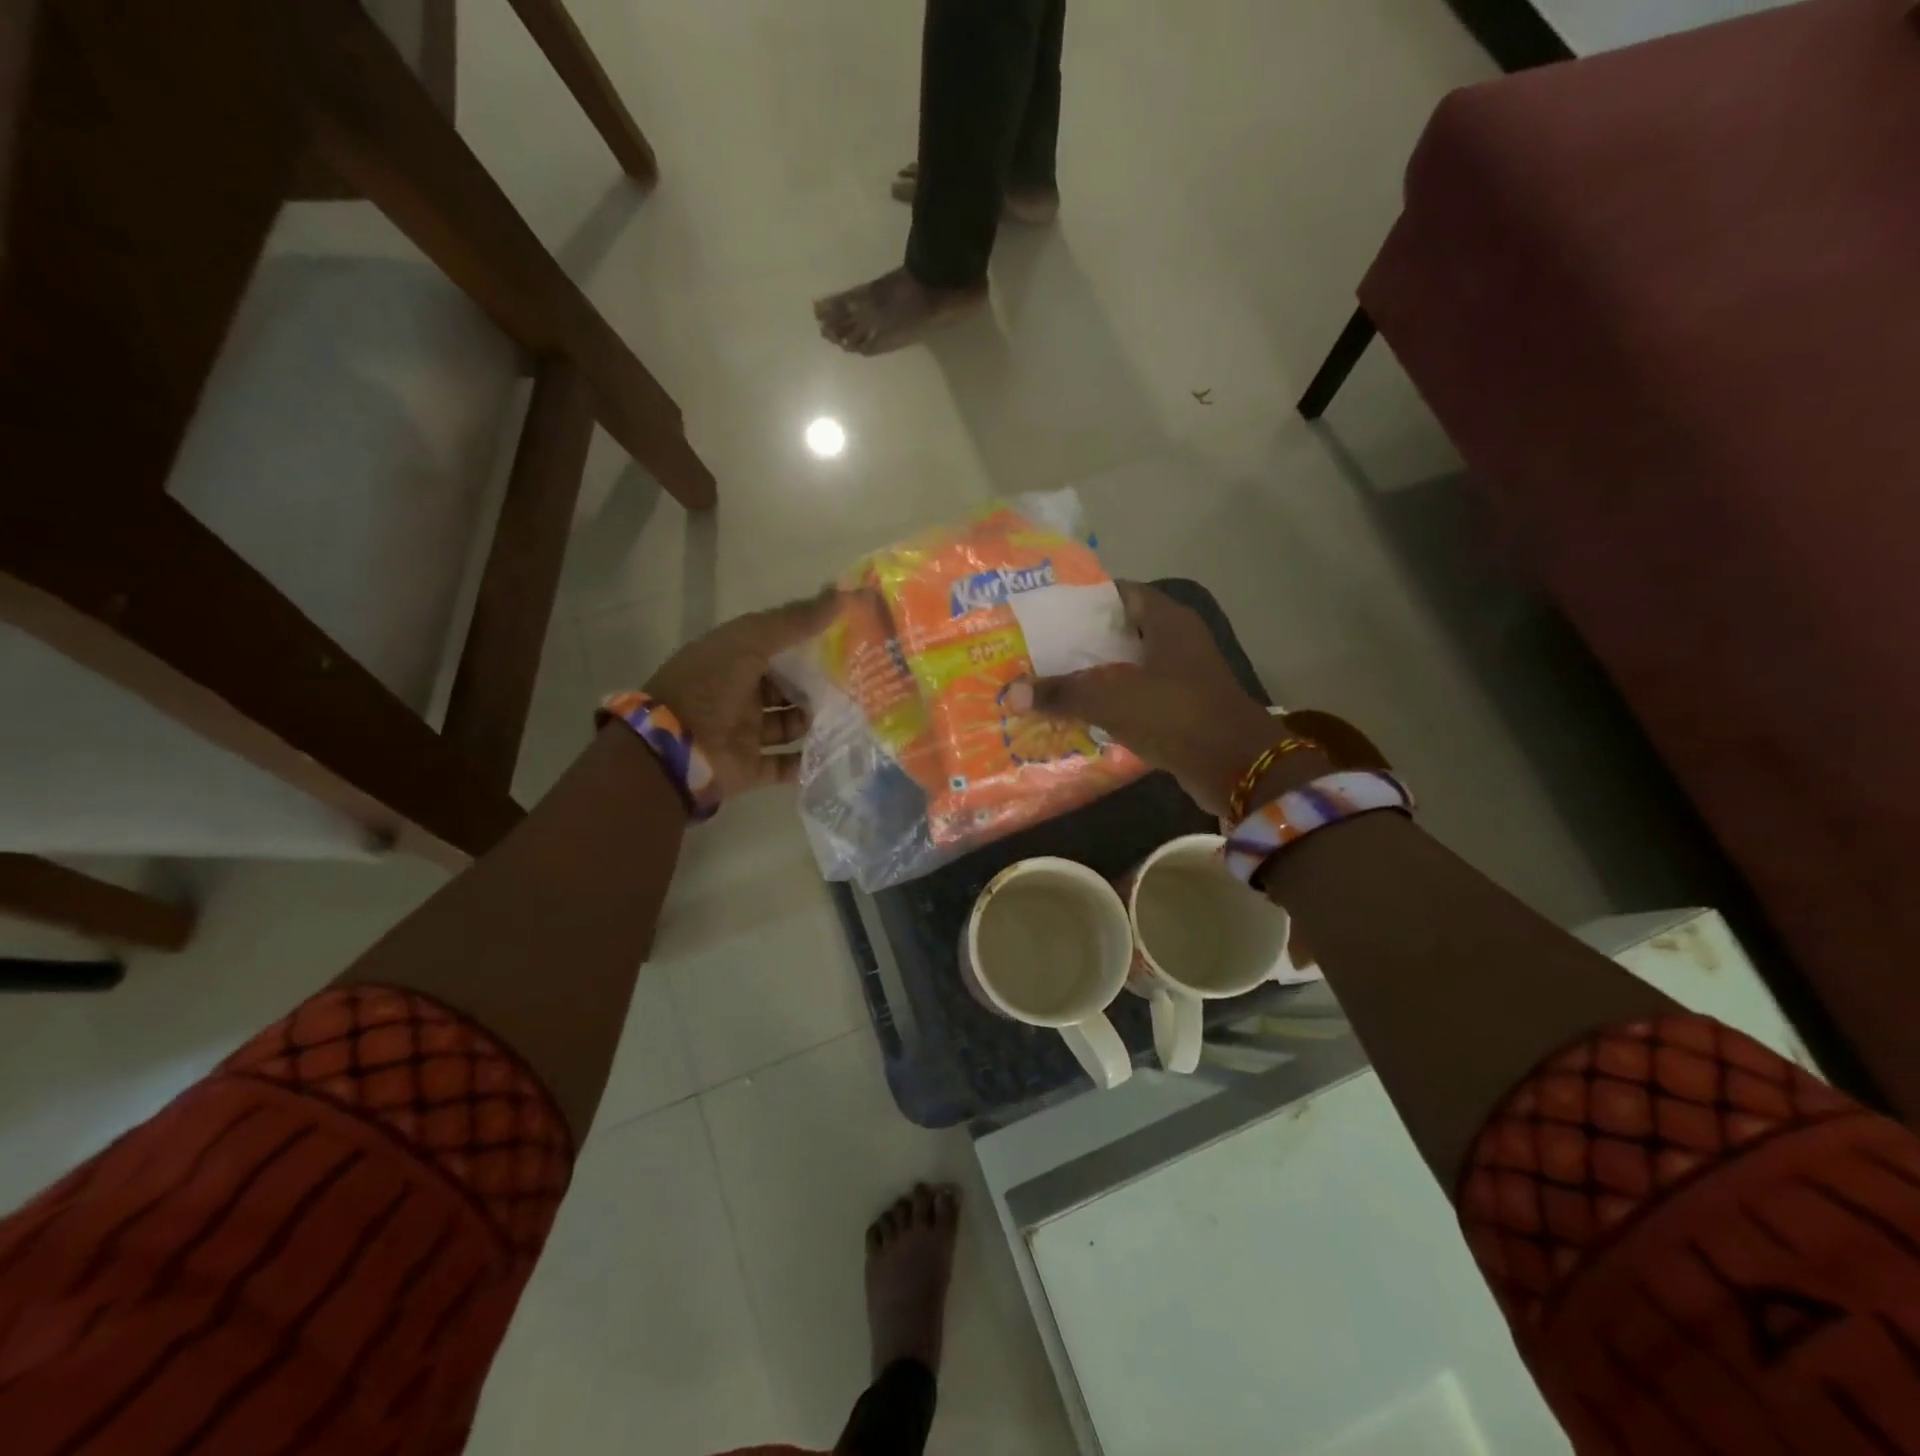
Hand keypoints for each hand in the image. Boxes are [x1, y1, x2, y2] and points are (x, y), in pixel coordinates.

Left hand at [642, 587, 843, 799]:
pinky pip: (785, 764)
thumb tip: (845, 594)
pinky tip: (839, 751)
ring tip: (855, 716)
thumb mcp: (750, 641)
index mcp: (732, 659)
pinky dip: (807, 761)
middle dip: (819, 684)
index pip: (777, 645)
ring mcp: (744, 732)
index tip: (848, 638)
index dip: (810, 640)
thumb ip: (795, 620)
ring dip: (816, 721)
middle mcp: (738, 694)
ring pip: (790, 724)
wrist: (672, 750)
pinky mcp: (750, 767)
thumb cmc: (708, 687)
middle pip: (787, 686)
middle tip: (860, 682)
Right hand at [1006, 582, 1291, 817]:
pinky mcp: (1183, 708)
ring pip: (1129, 666)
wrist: (1237, 767)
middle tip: (1038, 650)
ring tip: (1050, 681)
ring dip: (1096, 675)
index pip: (1119, 593)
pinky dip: (1113, 702)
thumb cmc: (1175, 715)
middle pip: (1120, 631)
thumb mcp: (1112, 699)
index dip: (1083, 600)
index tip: (1045, 613)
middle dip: (1081, 642)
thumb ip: (1062, 693)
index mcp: (1168, 621)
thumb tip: (1010, 693)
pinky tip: (1080, 714)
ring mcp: (1183, 676)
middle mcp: (1178, 641)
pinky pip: (1139, 697)